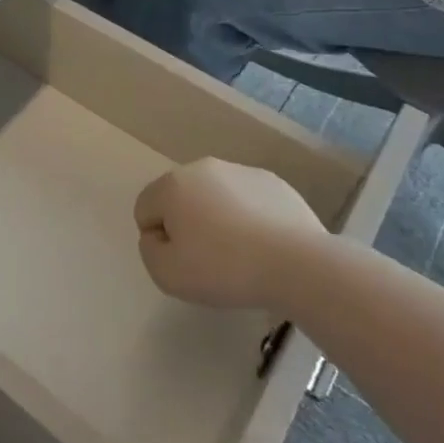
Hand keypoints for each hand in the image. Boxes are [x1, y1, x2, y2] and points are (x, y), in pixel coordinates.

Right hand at [134, 158, 326, 309]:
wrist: (298, 264)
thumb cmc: (224, 268)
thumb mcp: (167, 274)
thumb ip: (149, 250)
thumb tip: (159, 235)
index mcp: (172, 185)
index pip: (145, 210)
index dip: (159, 240)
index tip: (184, 261)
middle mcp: (202, 168)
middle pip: (179, 199)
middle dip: (187, 224)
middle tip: (210, 260)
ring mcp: (240, 171)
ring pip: (214, 197)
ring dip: (217, 219)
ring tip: (241, 254)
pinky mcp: (272, 182)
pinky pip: (246, 200)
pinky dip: (248, 217)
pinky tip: (265, 244)